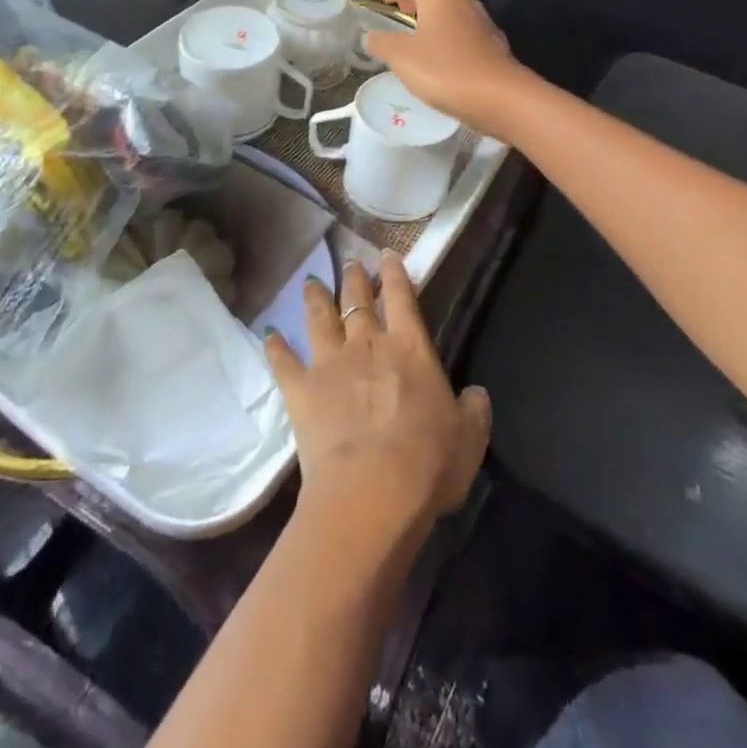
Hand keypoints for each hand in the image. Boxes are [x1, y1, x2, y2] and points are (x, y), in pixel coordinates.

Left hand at [265, 255, 491, 546]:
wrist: (370, 493)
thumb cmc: (427, 464)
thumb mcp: (469, 439)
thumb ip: (474, 411)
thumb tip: (477, 394)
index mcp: (410, 349)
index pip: (402, 298)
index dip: (395, 274)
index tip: (387, 255)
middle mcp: (367, 345)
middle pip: (357, 301)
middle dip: (354, 279)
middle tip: (350, 262)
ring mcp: (329, 364)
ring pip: (319, 319)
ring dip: (315, 298)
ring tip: (310, 280)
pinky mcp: (301, 391)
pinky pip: (284, 362)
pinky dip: (276, 348)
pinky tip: (269, 334)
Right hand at [364, 0, 531, 130]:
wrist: (500, 98)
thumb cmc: (445, 72)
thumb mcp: (402, 59)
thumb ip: (383, 43)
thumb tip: (372, 36)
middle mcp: (463, 2)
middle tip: (402, 10)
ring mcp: (483, 22)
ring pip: (456, 6)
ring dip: (436, 12)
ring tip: (420, 32)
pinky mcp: (494, 44)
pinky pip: (467, 27)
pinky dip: (451, 31)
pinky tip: (444, 53)